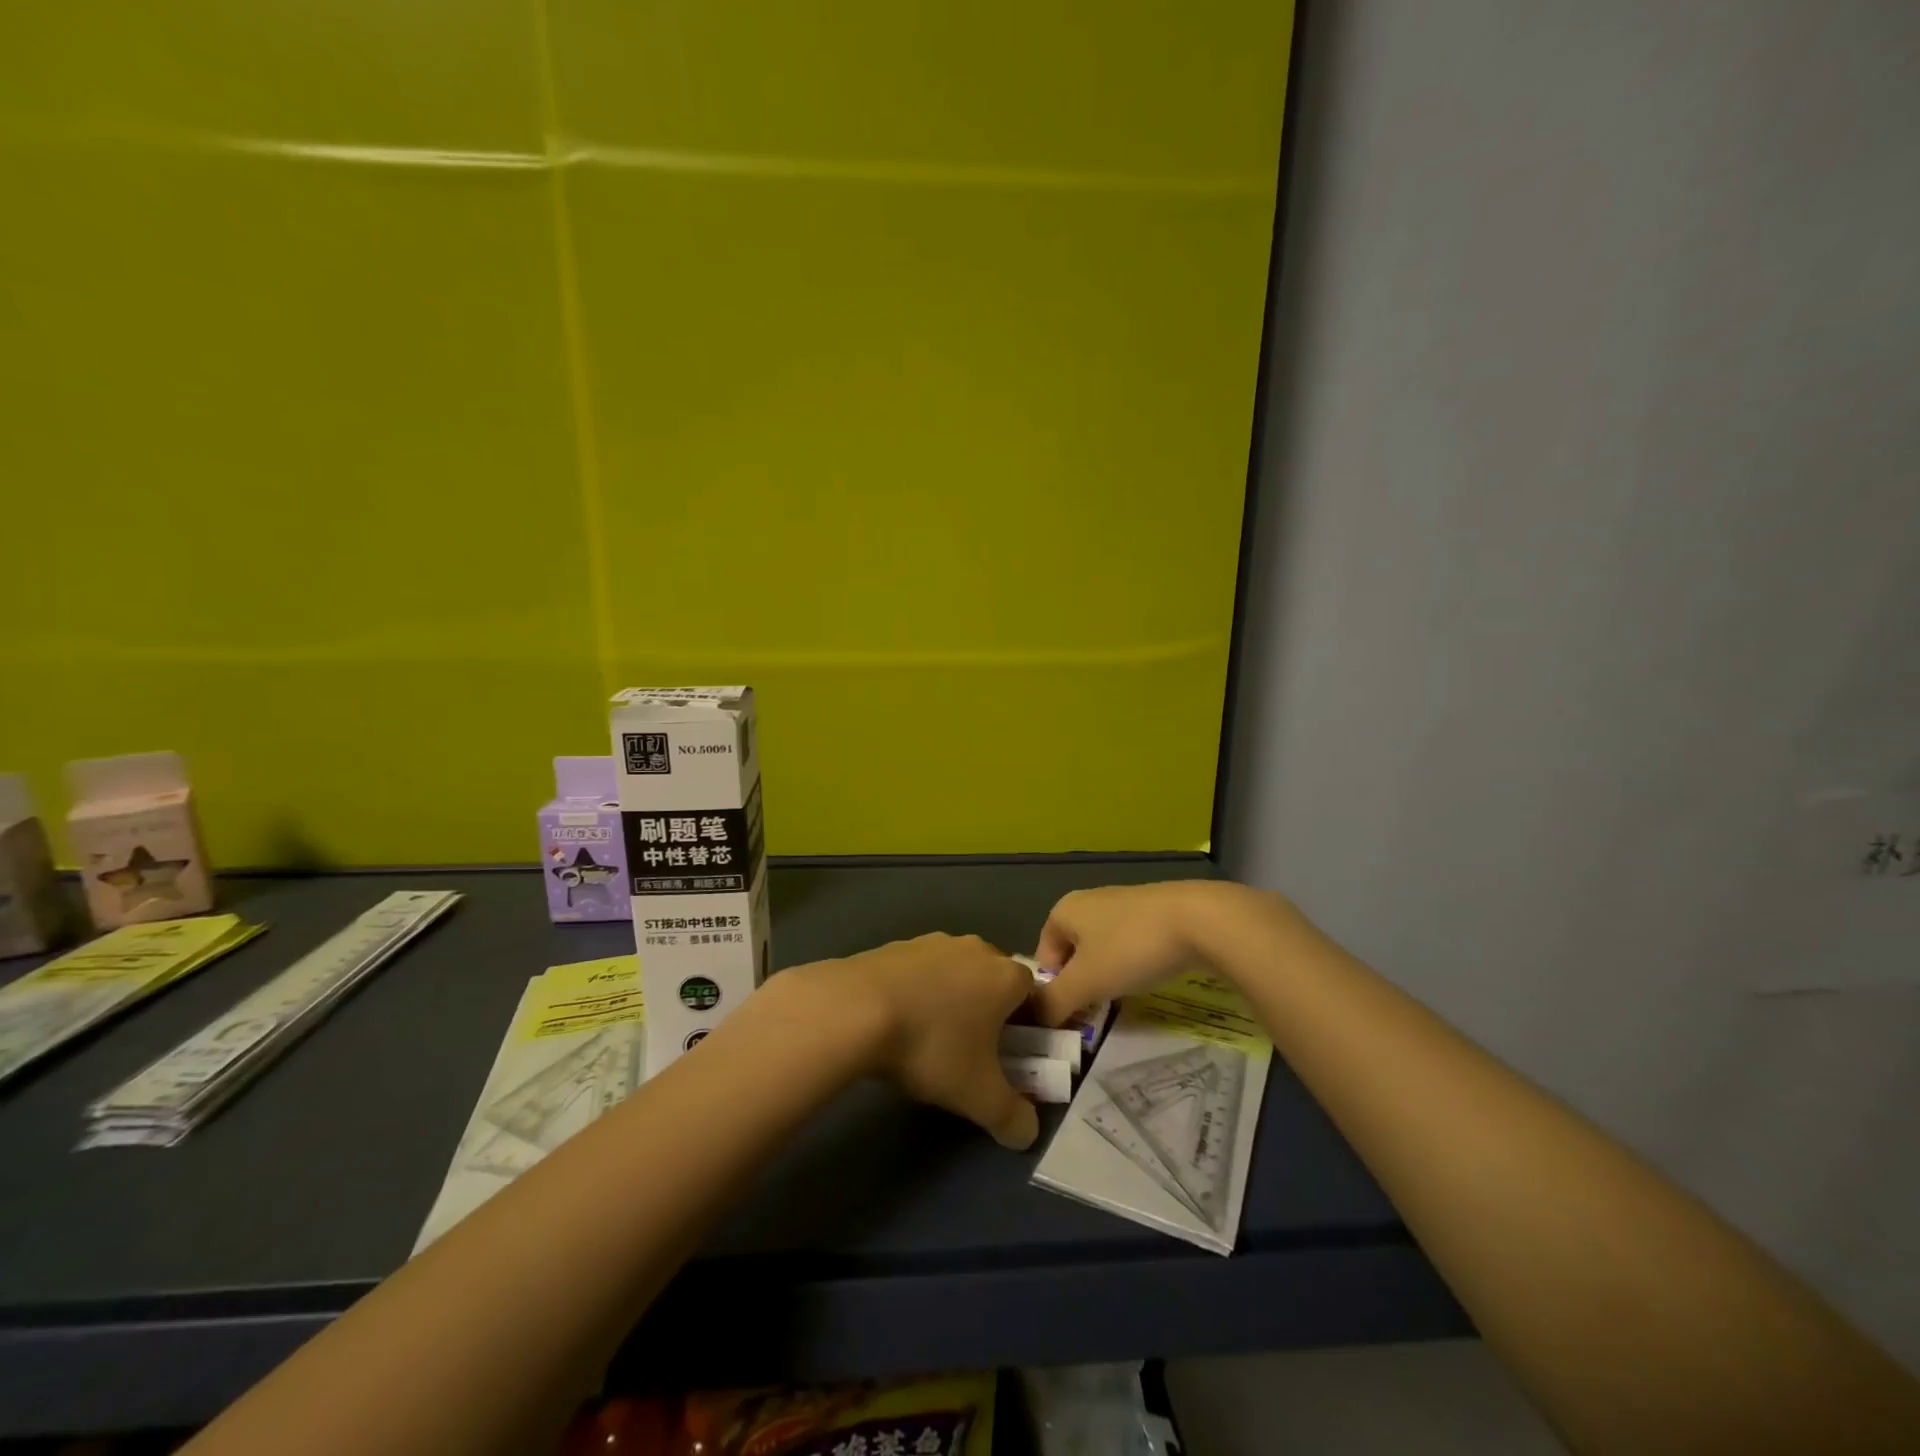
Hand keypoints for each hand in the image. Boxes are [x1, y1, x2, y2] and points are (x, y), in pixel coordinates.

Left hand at [777, 934, 1039, 1149]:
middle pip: (994, 981)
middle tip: (973, 1052)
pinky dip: (919, 993)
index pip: (1033, 996)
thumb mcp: (979, 1097)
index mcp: (1006, 976)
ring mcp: (933, 942)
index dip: (1028, 1027)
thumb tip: (1027, 1133)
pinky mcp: (897, 945)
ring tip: (931, 1039)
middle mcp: (976, 949)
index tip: (1011, 1057)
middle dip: (989, 1013)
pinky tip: (899, 1022)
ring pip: (956, 974)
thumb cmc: (932, 1046)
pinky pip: (921, 972)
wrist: (856, 1008)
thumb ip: (1012, 1118)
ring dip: (952, 1001)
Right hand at [1030, 880, 1252, 1027]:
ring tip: (1124, 998)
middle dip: (1082, 985)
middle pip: (1072, 954)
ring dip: (1107, 977)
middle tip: (1097, 1012)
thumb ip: (1054, 1003)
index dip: (1054, 990)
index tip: (1074, 1016)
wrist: (1199, 919)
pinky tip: (1148, 977)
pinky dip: (1132, 964)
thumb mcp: (1087, 982)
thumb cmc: (1130, 947)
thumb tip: (1033, 1021)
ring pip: (1101, 950)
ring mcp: (1121, 903)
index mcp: (1063, 910)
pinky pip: (1128, 944)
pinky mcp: (1151, 911)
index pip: (1043, 958)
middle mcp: (1087, 901)